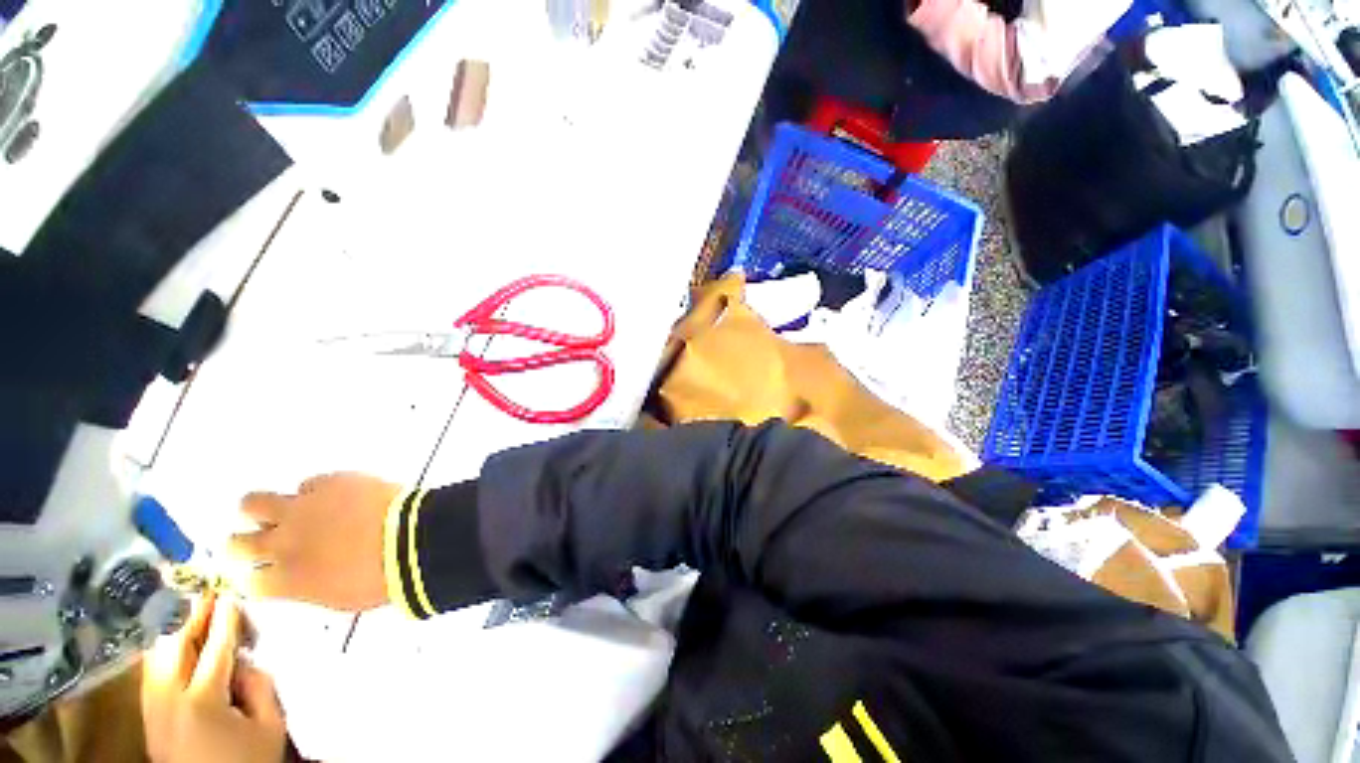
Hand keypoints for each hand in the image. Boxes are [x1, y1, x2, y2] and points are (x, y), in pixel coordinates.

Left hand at [142, 595, 285, 762]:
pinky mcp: (148, 720)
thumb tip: (245, 660)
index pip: (215, 649)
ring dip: (173, 634)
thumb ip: (260, 687)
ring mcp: (153, 711)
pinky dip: (162, 654)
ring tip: (188, 613)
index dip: (224, 621)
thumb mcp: (269, 725)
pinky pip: (152, 676)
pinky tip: (172, 646)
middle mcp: (169, 700)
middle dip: (190, 618)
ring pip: (156, 661)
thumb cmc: (248, 760)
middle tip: (205, 594)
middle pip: (175, 649)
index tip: (230, 596)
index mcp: (203, 701)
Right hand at [227, 473, 401, 611]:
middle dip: (248, 542)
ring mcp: (300, 510)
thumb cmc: (383, 577)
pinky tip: (334, 495)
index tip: (269, 571)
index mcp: (284, 581)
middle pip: (237, 543)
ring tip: (283, 511)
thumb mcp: (339, 598)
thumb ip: (308, 587)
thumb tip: (303, 579)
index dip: (260, 575)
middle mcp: (281, 544)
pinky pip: (307, 484)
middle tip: (269, 539)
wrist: (410, 537)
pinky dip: (315, 491)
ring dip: (262, 509)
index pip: (248, 582)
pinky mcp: (326, 483)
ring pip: (252, 503)